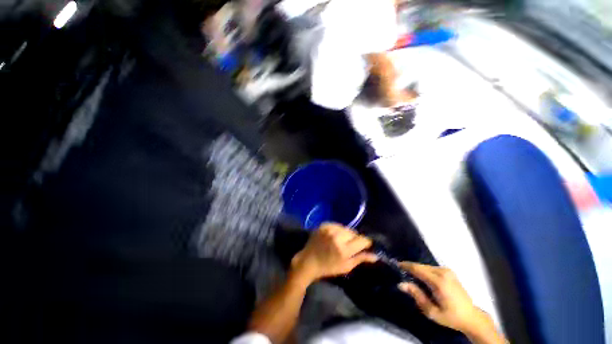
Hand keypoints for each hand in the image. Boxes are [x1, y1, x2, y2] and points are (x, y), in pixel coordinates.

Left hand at [290, 223, 377, 283]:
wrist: (308, 261)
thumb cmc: (328, 267)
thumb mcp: (346, 267)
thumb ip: (360, 259)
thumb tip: (375, 256)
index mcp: (343, 250)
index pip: (362, 240)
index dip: (365, 242)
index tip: (365, 245)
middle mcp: (337, 237)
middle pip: (354, 233)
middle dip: (354, 238)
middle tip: (350, 244)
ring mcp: (329, 229)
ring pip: (345, 228)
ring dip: (346, 233)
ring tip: (342, 240)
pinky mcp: (323, 225)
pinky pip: (337, 225)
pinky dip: (338, 229)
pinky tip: (335, 235)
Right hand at [397, 262, 486, 333]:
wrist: (471, 317)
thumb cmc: (450, 317)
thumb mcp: (431, 311)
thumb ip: (416, 295)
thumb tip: (401, 284)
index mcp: (439, 282)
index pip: (417, 268)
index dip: (405, 266)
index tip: (395, 265)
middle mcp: (443, 272)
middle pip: (421, 266)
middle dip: (410, 268)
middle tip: (401, 272)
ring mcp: (447, 271)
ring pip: (426, 266)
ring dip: (417, 269)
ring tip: (410, 276)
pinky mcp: (449, 272)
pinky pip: (431, 268)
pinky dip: (424, 270)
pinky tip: (422, 278)